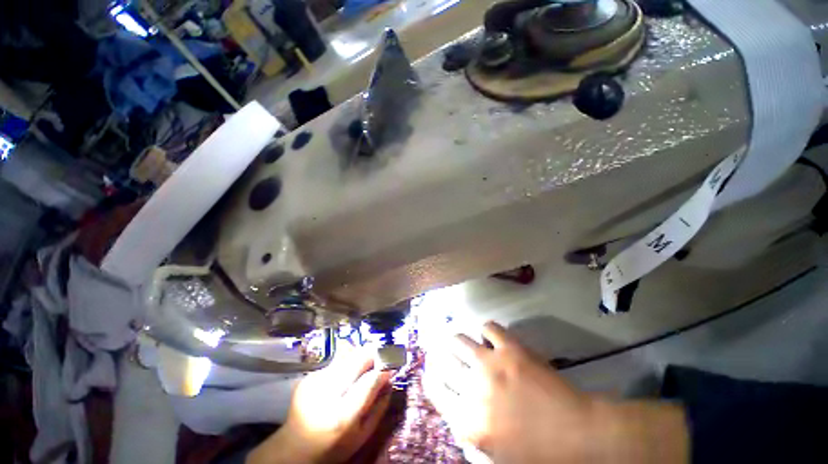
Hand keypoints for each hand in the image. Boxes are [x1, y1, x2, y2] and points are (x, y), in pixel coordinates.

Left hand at [248, 349, 392, 463]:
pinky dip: (348, 361)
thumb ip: (379, 407)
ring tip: (366, 364)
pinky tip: (348, 373)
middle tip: (383, 354)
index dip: (384, 367)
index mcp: (342, 416)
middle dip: (374, 353)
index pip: (369, 381)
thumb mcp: (362, 436)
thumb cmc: (333, 447)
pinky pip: (337, 360)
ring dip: (361, 355)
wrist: (294, 449)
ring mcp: (315, 381)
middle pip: (357, 359)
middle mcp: (326, 393)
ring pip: (348, 354)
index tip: (393, 361)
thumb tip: (390, 378)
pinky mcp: (309, 375)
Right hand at [424, 321, 688, 462]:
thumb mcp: (498, 457)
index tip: (430, 370)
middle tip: (440, 350)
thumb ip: (471, 434)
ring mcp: (491, 365)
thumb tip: (456, 412)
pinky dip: (485, 328)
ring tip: (459, 339)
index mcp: (468, 421)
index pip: (436, 392)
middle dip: (439, 355)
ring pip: (460, 340)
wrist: (580, 434)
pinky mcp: (511, 348)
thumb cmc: (540, 454)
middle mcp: (472, 389)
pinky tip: (487, 333)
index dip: (430, 378)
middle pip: (444, 363)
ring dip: (457, 339)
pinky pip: (489, 327)